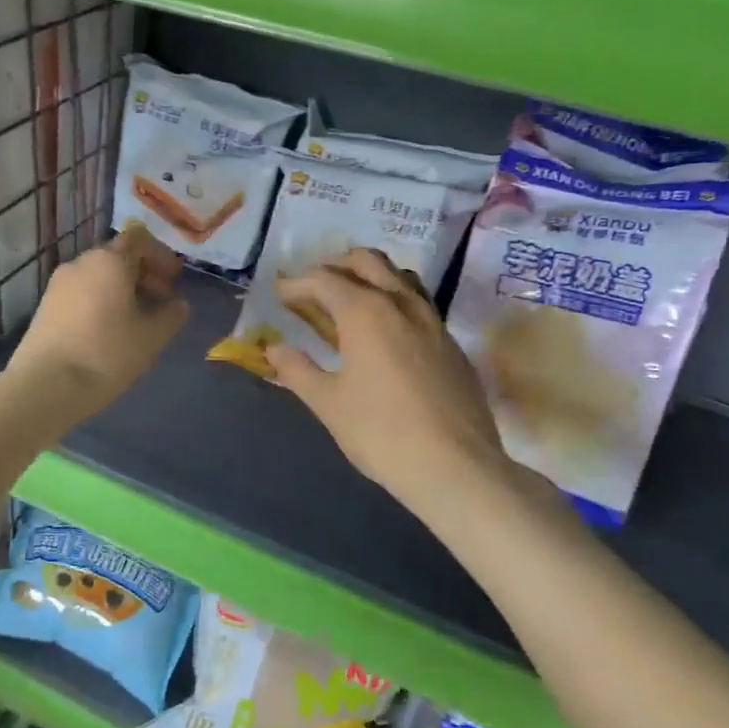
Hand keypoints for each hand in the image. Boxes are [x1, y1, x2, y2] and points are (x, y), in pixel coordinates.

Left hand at [7, 223, 188, 421]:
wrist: (46, 386)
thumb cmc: (106, 354)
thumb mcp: (151, 337)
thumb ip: (171, 315)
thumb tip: (179, 304)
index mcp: (109, 261)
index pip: (139, 239)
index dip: (161, 256)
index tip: (174, 281)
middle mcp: (80, 263)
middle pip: (118, 257)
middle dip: (144, 275)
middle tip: (161, 303)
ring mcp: (58, 284)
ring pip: (98, 276)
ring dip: (122, 290)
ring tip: (137, 322)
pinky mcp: (46, 307)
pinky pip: (82, 293)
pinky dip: (101, 302)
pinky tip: (109, 333)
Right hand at [267, 248, 526, 515]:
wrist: (455, 465)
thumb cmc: (380, 432)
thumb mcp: (328, 403)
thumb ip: (297, 370)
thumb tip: (274, 348)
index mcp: (365, 311)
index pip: (324, 279)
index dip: (297, 283)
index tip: (279, 294)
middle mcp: (401, 303)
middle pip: (367, 261)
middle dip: (336, 266)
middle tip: (313, 288)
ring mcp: (433, 321)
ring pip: (400, 277)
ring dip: (371, 277)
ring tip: (350, 301)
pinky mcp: (451, 343)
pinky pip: (419, 304)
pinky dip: (395, 301)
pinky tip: (386, 334)